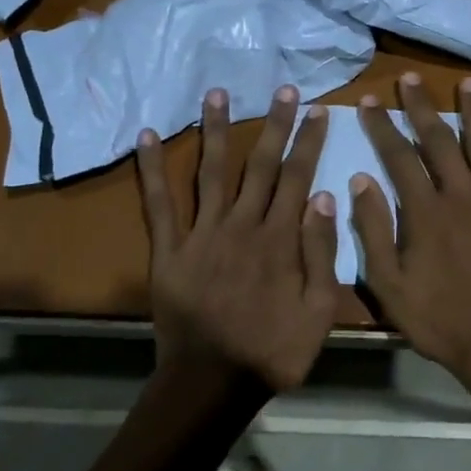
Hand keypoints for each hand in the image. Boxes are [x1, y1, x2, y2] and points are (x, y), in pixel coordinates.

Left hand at [135, 86, 338, 391]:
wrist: (214, 381)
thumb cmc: (274, 350)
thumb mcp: (319, 310)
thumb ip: (322, 253)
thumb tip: (326, 196)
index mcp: (280, 238)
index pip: (298, 177)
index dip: (308, 142)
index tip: (317, 112)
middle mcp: (241, 225)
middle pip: (260, 165)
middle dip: (273, 125)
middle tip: (281, 90)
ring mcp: (201, 234)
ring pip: (211, 172)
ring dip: (215, 130)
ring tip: (216, 93)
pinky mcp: (169, 250)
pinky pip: (158, 204)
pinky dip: (151, 169)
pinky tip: (145, 136)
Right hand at [351, 74, 470, 394]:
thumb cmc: (441, 321)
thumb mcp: (389, 285)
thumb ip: (374, 231)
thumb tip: (361, 180)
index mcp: (425, 212)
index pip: (398, 158)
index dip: (382, 127)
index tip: (370, 100)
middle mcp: (463, 196)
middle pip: (439, 142)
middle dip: (422, 108)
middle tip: (410, 79)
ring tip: (467, 84)